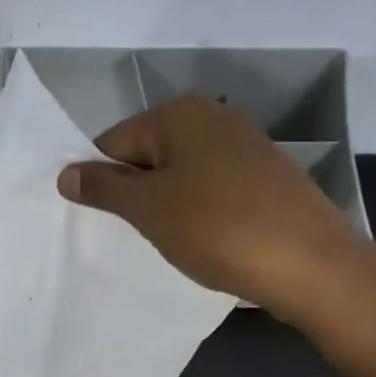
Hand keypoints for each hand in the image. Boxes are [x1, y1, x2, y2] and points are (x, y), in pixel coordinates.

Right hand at [56, 97, 356, 318]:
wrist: (310, 263)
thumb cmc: (216, 228)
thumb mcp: (148, 209)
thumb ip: (103, 187)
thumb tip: (65, 173)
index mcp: (179, 114)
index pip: (113, 142)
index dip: (102, 182)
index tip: (107, 221)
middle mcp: (213, 116)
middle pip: (148, 154)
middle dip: (136, 193)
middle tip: (138, 234)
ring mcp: (245, 144)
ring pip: (181, 174)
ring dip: (167, 205)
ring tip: (173, 240)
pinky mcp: (267, 175)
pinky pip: (213, 188)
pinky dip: (200, 211)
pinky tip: (207, 239)